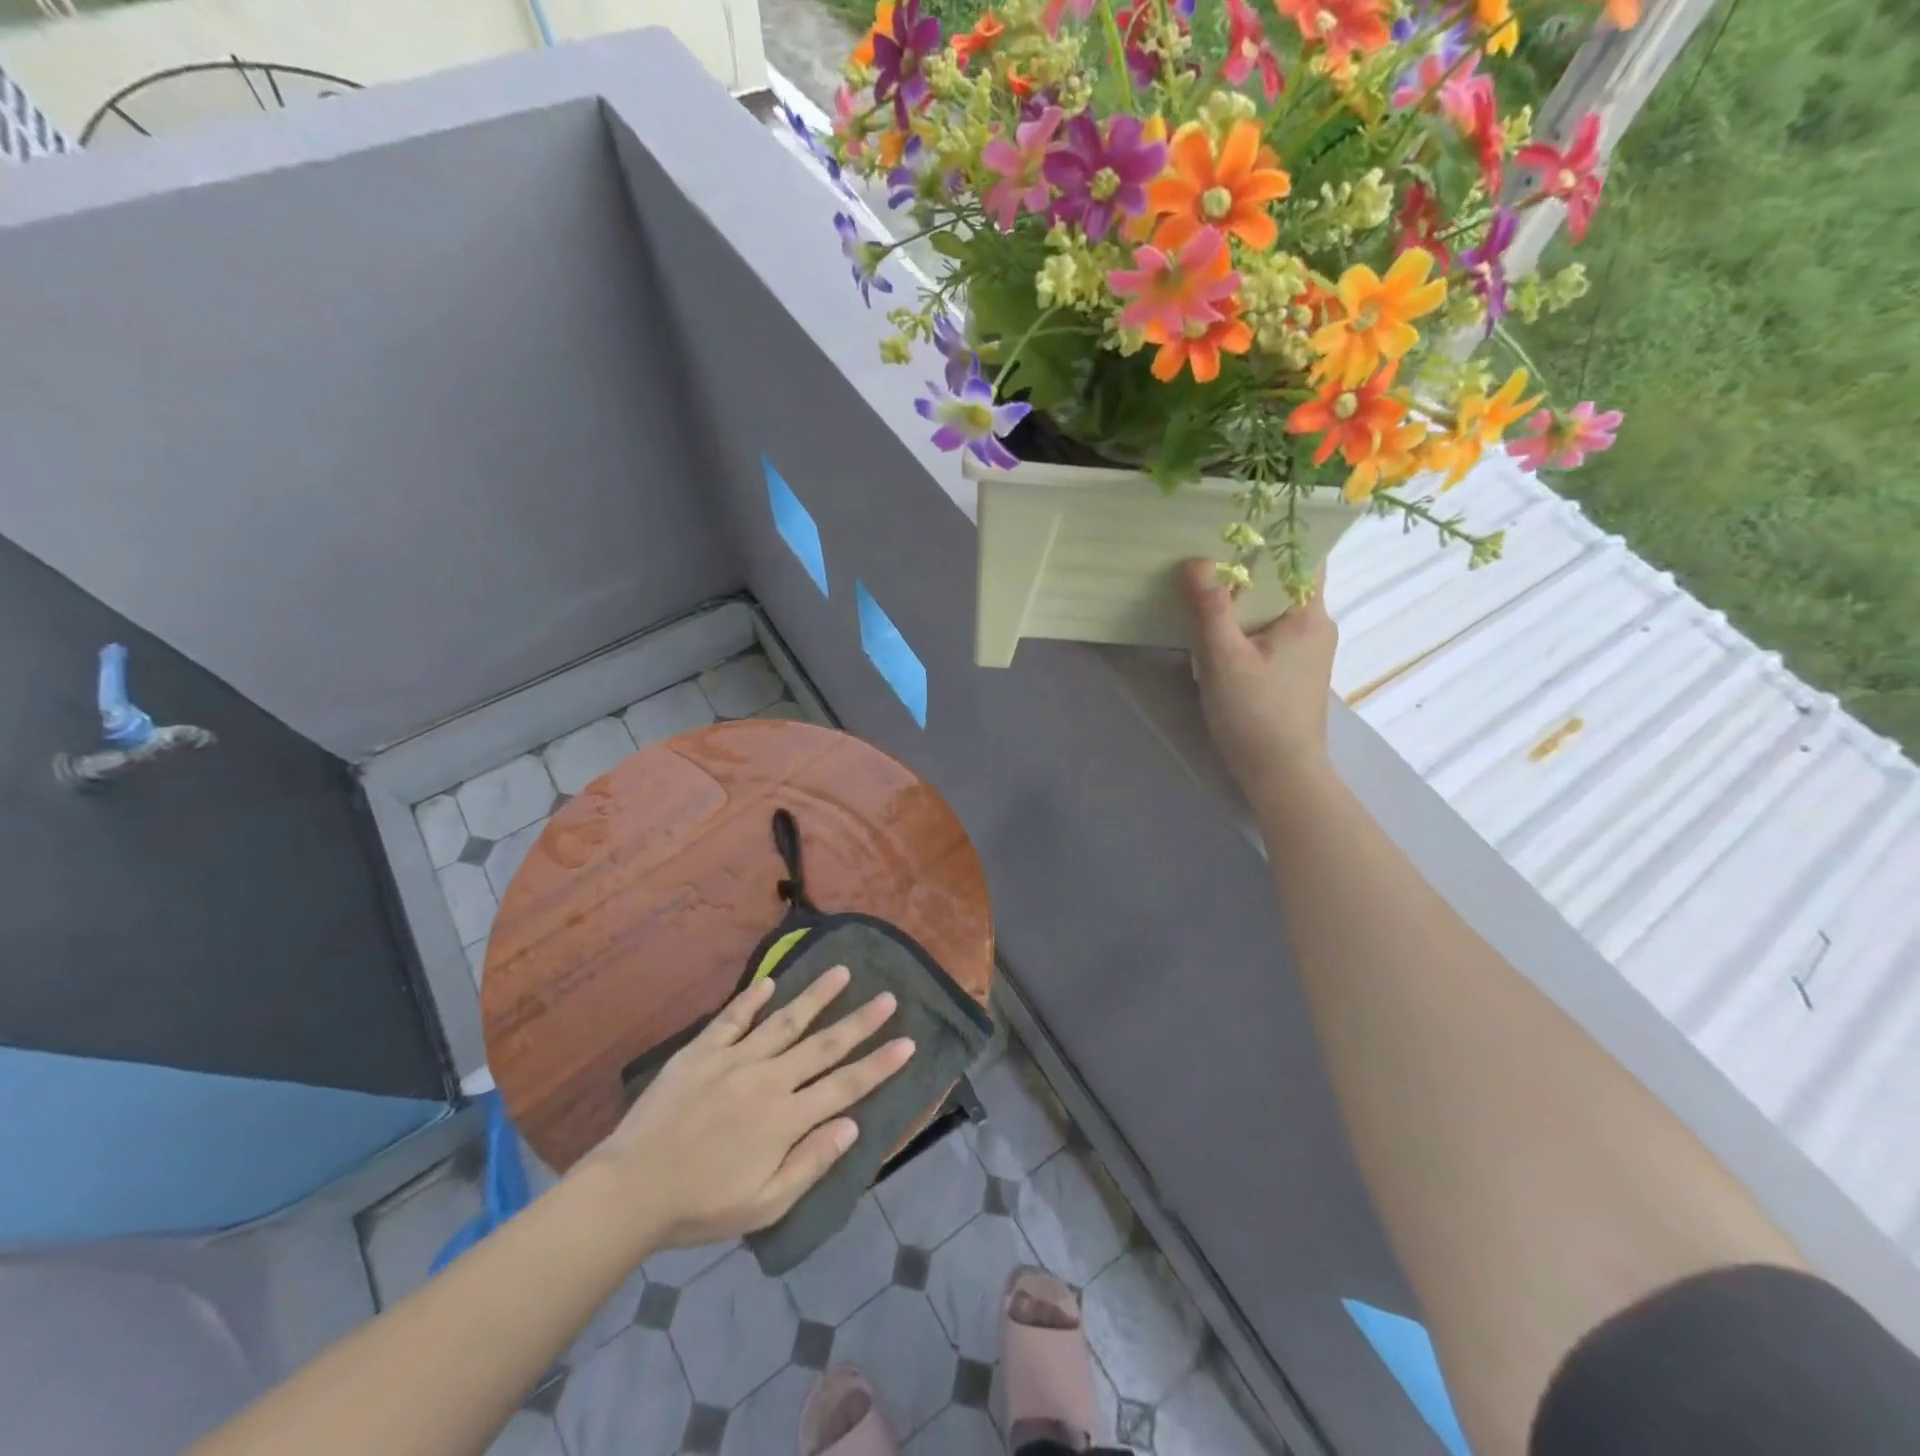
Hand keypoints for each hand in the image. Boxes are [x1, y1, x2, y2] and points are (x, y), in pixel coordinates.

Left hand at [588, 968, 913, 1249]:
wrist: (630, 1189)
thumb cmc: (700, 1205)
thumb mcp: (763, 1205)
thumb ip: (810, 1163)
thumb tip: (851, 1126)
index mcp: (786, 1119)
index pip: (845, 1085)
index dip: (879, 1064)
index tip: (907, 1042)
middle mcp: (768, 1079)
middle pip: (824, 1045)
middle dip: (861, 1021)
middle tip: (888, 997)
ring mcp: (734, 1059)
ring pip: (785, 1021)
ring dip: (817, 996)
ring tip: (842, 971)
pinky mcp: (702, 1051)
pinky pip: (733, 1018)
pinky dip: (752, 998)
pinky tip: (770, 983)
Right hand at [1181, 558, 1336, 800]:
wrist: (1281, 774)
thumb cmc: (1256, 713)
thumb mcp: (1224, 658)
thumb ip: (1210, 608)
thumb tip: (1193, 561)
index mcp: (1309, 614)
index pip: (1305, 554)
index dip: (1275, 534)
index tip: (1236, 521)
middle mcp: (1315, 625)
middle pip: (1284, 580)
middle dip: (1247, 565)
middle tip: (1204, 550)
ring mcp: (1305, 650)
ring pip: (1273, 608)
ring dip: (1242, 597)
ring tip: (1201, 585)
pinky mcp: (1291, 671)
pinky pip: (1267, 631)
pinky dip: (1243, 622)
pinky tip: (1213, 628)